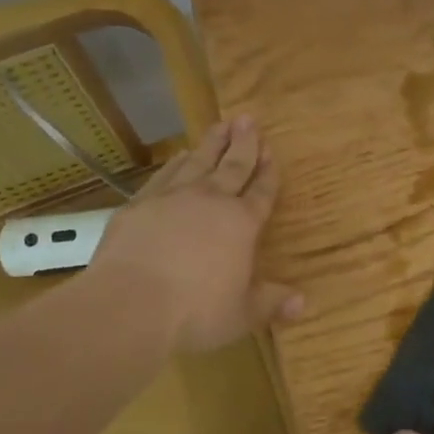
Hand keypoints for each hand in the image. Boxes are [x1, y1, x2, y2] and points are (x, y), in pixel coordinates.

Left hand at [89, 116, 302, 353]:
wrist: (130, 303)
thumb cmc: (195, 312)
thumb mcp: (242, 315)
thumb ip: (271, 303)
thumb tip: (303, 302)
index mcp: (242, 223)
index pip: (261, 191)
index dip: (269, 172)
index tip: (272, 151)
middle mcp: (211, 201)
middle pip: (233, 165)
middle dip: (244, 142)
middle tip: (248, 119)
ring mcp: (173, 198)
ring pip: (199, 161)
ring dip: (212, 143)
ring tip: (220, 125)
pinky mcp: (140, 204)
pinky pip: (164, 175)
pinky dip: (175, 163)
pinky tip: (180, 155)